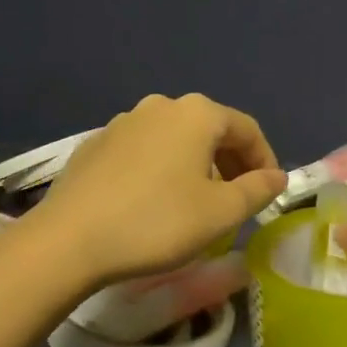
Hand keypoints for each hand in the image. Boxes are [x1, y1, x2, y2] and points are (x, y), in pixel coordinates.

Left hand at [33, 93, 286, 286]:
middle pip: (210, 130)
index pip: (247, 130)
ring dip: (196, 166)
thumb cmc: (157, 222)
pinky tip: (153, 202)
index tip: (268, 193)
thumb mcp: (221, 212)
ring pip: (175, 140)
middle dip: (230, 163)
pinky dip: (161, 169)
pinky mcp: (95, 144)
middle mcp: (161, 106)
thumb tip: (278, 176)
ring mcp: (123, 122)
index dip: (265, 161)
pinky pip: (144, 151)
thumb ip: (257, 190)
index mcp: (197, 114)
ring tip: (196, 202)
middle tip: (236, 200)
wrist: (68, 240)